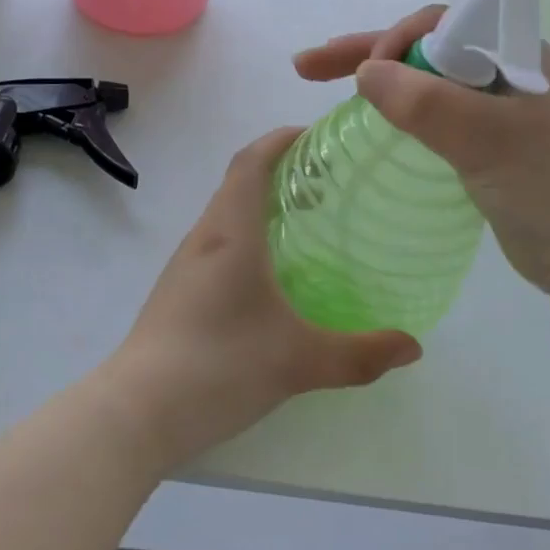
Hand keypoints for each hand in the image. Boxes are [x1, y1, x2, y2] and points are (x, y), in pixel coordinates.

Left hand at [103, 128, 422, 468]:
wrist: (137, 413)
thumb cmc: (219, 366)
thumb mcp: (300, 361)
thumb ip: (361, 354)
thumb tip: (413, 347)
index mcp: (231, 232)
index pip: (251, 161)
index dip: (281, 139)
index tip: (317, 137)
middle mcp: (204, 237)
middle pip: (239, 182)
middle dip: (281, 171)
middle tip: (329, 185)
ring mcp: (185, 265)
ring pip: (226, 215)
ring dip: (262, 205)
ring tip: (307, 225)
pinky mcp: (177, 292)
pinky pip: (217, 245)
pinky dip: (247, 237)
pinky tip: (272, 277)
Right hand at [294, 7, 549, 309]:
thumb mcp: (488, 138)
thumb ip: (427, 103)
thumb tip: (365, 74)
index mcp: (511, 51)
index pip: (440, 22)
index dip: (394, 38)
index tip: (366, 73)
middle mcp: (499, 70)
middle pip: (422, 47)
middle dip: (366, 52)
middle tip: (308, 65)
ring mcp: (490, 107)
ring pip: (421, 79)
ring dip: (374, 77)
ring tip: (319, 78)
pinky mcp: (480, 141)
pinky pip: (429, 111)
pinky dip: (395, 107)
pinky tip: (369, 116)